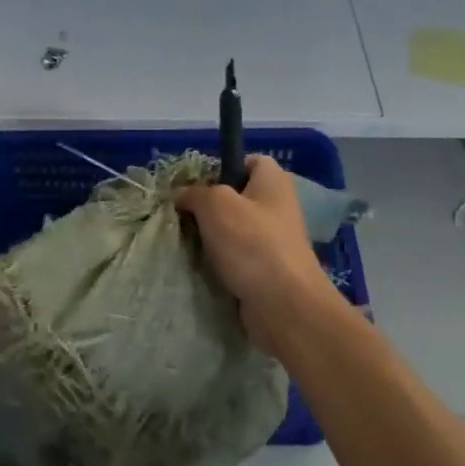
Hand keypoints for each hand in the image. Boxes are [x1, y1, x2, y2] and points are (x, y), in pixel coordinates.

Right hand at [176, 156, 338, 358]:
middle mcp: (278, 206)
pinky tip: (202, 266)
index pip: (248, 160)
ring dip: (211, 236)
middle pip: (237, 196)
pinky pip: (237, 256)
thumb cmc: (251, 243)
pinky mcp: (267, 269)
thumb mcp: (215, 204)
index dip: (222, 167)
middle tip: (184, 215)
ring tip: (188, 242)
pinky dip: (220, 261)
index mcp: (273, 181)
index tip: (198, 184)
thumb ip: (194, 193)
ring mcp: (274, 240)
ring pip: (234, 229)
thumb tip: (181, 195)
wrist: (284, 305)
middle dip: (209, 205)